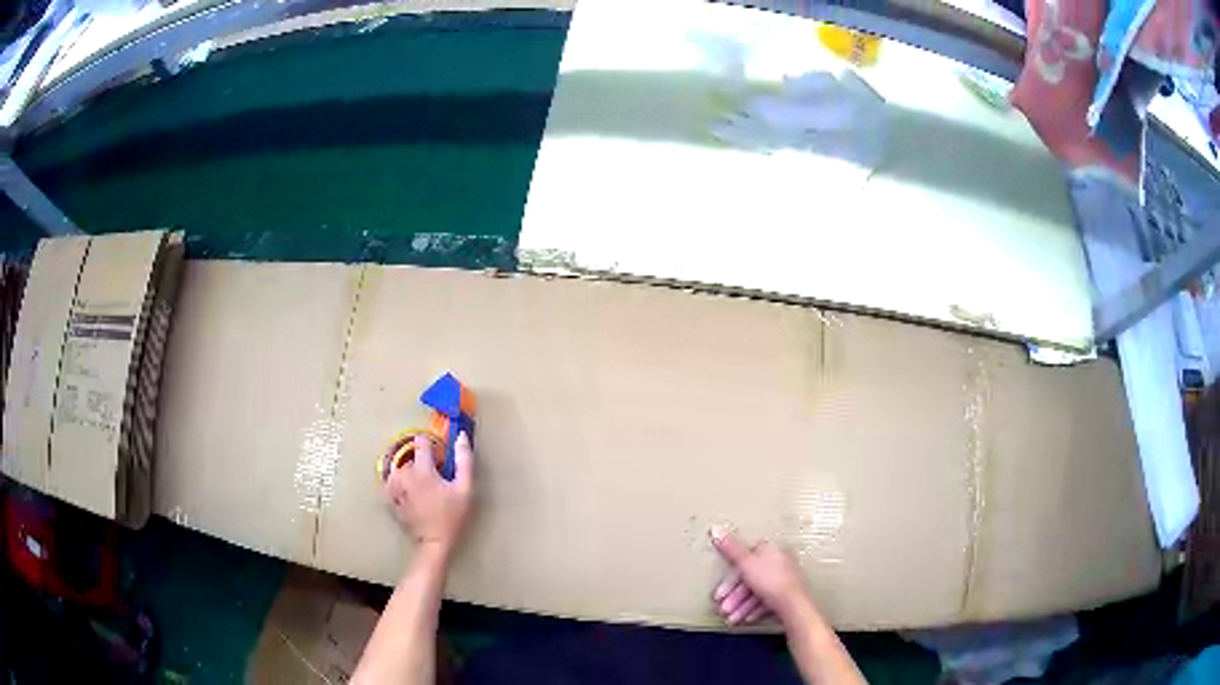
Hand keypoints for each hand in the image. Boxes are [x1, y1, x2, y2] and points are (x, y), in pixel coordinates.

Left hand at [385, 432, 473, 556]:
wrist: (435, 543)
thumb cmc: (452, 516)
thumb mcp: (465, 489)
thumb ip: (464, 461)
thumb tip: (461, 436)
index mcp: (422, 470)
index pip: (421, 442)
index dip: (431, 445)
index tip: (438, 455)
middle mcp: (404, 475)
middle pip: (411, 458)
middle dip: (421, 464)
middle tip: (435, 479)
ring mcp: (394, 488)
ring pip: (400, 470)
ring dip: (409, 474)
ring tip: (422, 489)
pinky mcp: (390, 500)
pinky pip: (391, 484)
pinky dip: (398, 485)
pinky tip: (409, 495)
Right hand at [709, 526, 817, 626]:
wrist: (793, 605)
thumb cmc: (769, 581)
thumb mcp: (746, 563)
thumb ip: (730, 549)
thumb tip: (715, 528)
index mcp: (770, 551)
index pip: (745, 560)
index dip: (729, 579)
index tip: (719, 594)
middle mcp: (779, 562)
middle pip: (750, 578)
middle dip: (735, 597)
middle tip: (723, 610)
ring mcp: (784, 579)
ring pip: (757, 592)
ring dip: (741, 606)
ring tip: (731, 619)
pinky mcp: (786, 594)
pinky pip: (766, 600)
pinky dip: (754, 609)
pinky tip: (746, 619)